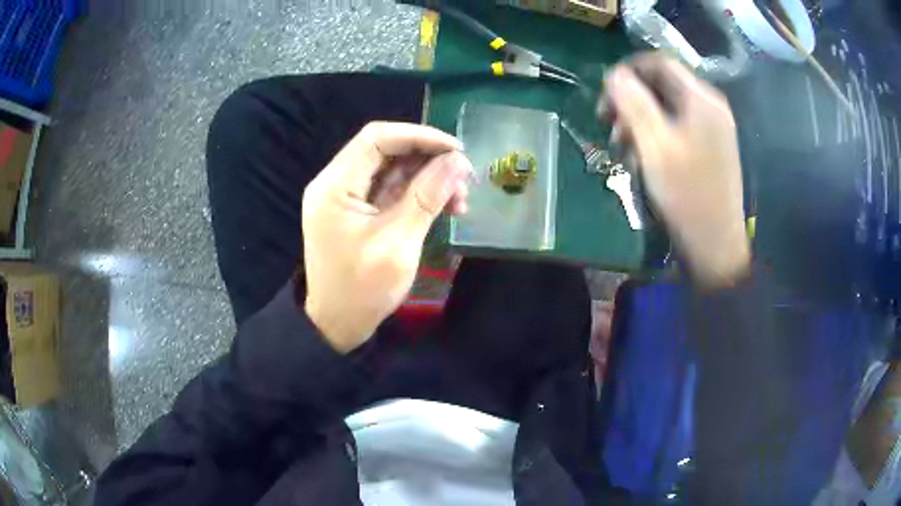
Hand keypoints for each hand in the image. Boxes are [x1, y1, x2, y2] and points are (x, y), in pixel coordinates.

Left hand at [302, 122, 471, 352]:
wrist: (337, 325)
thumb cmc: (362, 289)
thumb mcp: (398, 243)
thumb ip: (427, 197)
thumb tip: (458, 161)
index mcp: (335, 185)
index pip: (377, 138)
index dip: (419, 136)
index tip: (456, 150)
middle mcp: (336, 183)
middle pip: (385, 151)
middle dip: (428, 159)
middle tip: (465, 178)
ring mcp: (345, 197)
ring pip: (391, 170)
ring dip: (427, 178)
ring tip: (460, 199)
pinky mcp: (356, 211)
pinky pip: (389, 190)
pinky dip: (417, 194)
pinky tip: (444, 207)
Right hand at [602, 53, 749, 287]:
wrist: (715, 245)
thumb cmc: (686, 194)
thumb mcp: (654, 144)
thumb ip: (633, 102)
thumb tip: (613, 73)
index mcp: (700, 98)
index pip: (658, 62)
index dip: (627, 71)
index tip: (604, 95)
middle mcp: (709, 106)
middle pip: (662, 85)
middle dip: (630, 100)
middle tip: (609, 126)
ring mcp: (711, 128)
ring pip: (666, 108)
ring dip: (639, 121)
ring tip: (622, 147)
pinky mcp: (709, 148)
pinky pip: (676, 128)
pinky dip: (655, 136)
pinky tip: (643, 158)